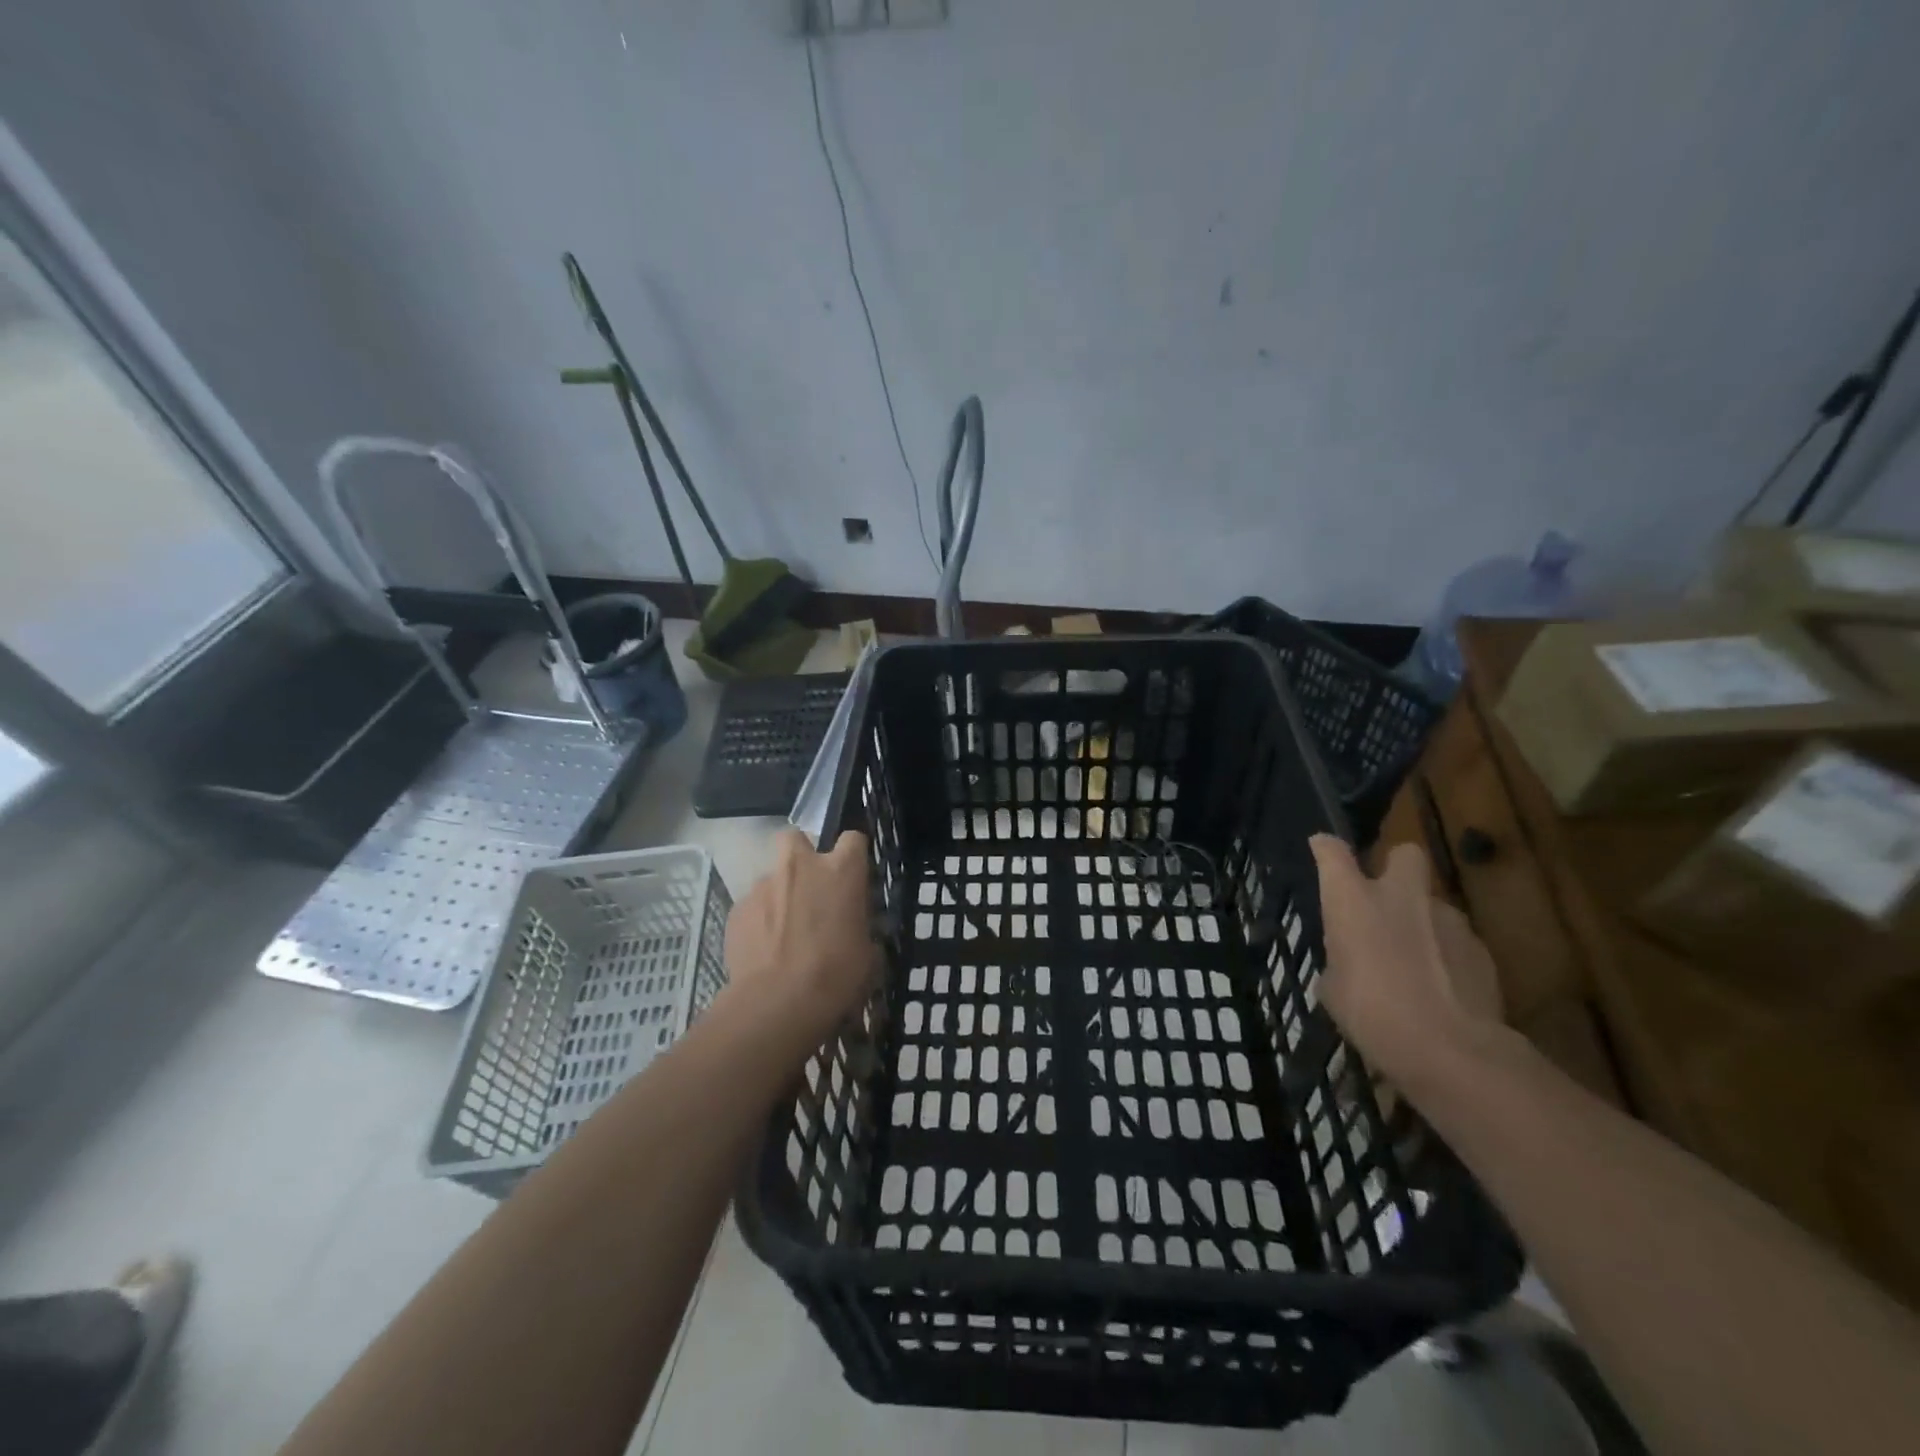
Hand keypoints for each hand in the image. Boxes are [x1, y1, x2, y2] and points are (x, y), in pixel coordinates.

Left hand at [722, 829, 880, 1048]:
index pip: (853, 838)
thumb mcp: (867, 951)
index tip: (853, 874)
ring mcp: (763, 885)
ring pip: (772, 876)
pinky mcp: (737, 909)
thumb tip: (853, 928)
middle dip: (801, 855)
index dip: (853, 854)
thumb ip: (859, 926)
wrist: (778, 1003)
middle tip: (809, 886)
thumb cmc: (836, 976)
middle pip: (796, 838)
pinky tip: (763, 949)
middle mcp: (800, 866)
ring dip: (779, 894)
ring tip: (783, 931)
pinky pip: (752, 905)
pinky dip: (759, 920)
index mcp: (841, 871)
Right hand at [1309, 835, 1504, 1092]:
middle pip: (1405, 854)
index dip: (1326, 848)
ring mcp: (1447, 918)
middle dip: (1396, 866)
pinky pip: (1455, 940)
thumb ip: (1341, 960)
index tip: (1321, 848)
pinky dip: (1446, 955)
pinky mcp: (1481, 948)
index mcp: (1353, 900)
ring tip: (1415, 964)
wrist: (1451, 1050)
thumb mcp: (1334, 989)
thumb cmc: (1372, 1013)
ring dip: (1422, 922)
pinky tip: (1442, 988)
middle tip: (1387, 898)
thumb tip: (1350, 961)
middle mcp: (1401, 896)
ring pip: (1432, 904)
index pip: (1332, 853)